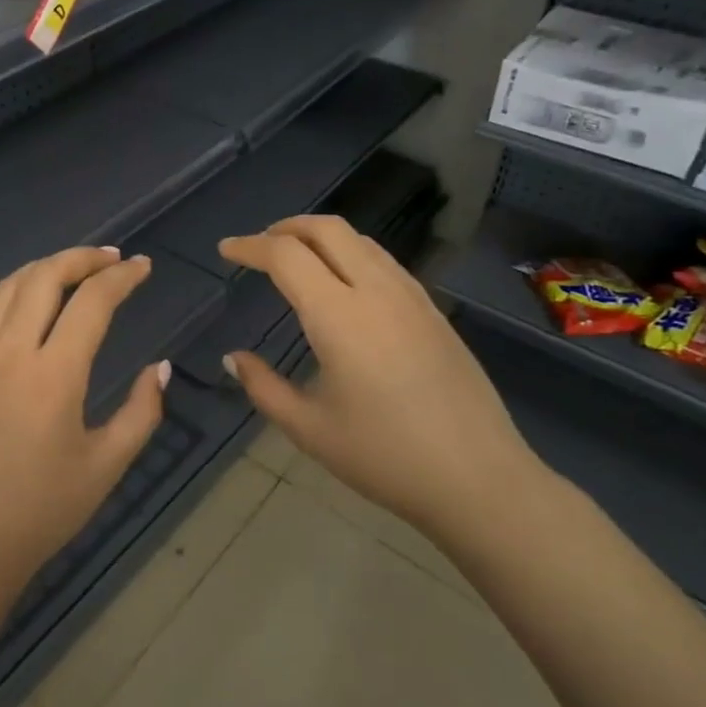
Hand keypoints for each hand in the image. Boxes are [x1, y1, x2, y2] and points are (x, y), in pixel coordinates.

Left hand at [0, 246, 169, 606]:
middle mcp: (11, 353)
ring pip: (9, 286)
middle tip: (112, 259)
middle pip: (45, 277)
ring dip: (46, 267)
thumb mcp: (106, 466)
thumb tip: (159, 368)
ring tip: (75, 268)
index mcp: (53, 375)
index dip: (122, 278)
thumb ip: (140, 412)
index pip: (91, 302)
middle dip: (82, 258)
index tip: (144, 267)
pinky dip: (9, 289)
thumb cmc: (42, 510)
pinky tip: (25, 295)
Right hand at [219, 216, 541, 538]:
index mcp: (339, 316)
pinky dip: (351, 254)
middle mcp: (376, 291)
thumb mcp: (309, 429)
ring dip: (321, 237)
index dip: (250, 246)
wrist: (479, 479)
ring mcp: (411, 297)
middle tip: (259, 245)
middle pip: (328, 229)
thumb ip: (263, 387)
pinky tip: (344, 284)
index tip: (226, 250)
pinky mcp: (433, 312)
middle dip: (287, 227)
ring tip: (297, 258)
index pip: (286, 256)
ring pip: (361, 240)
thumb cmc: (385, 457)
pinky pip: (384, 261)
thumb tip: (232, 358)